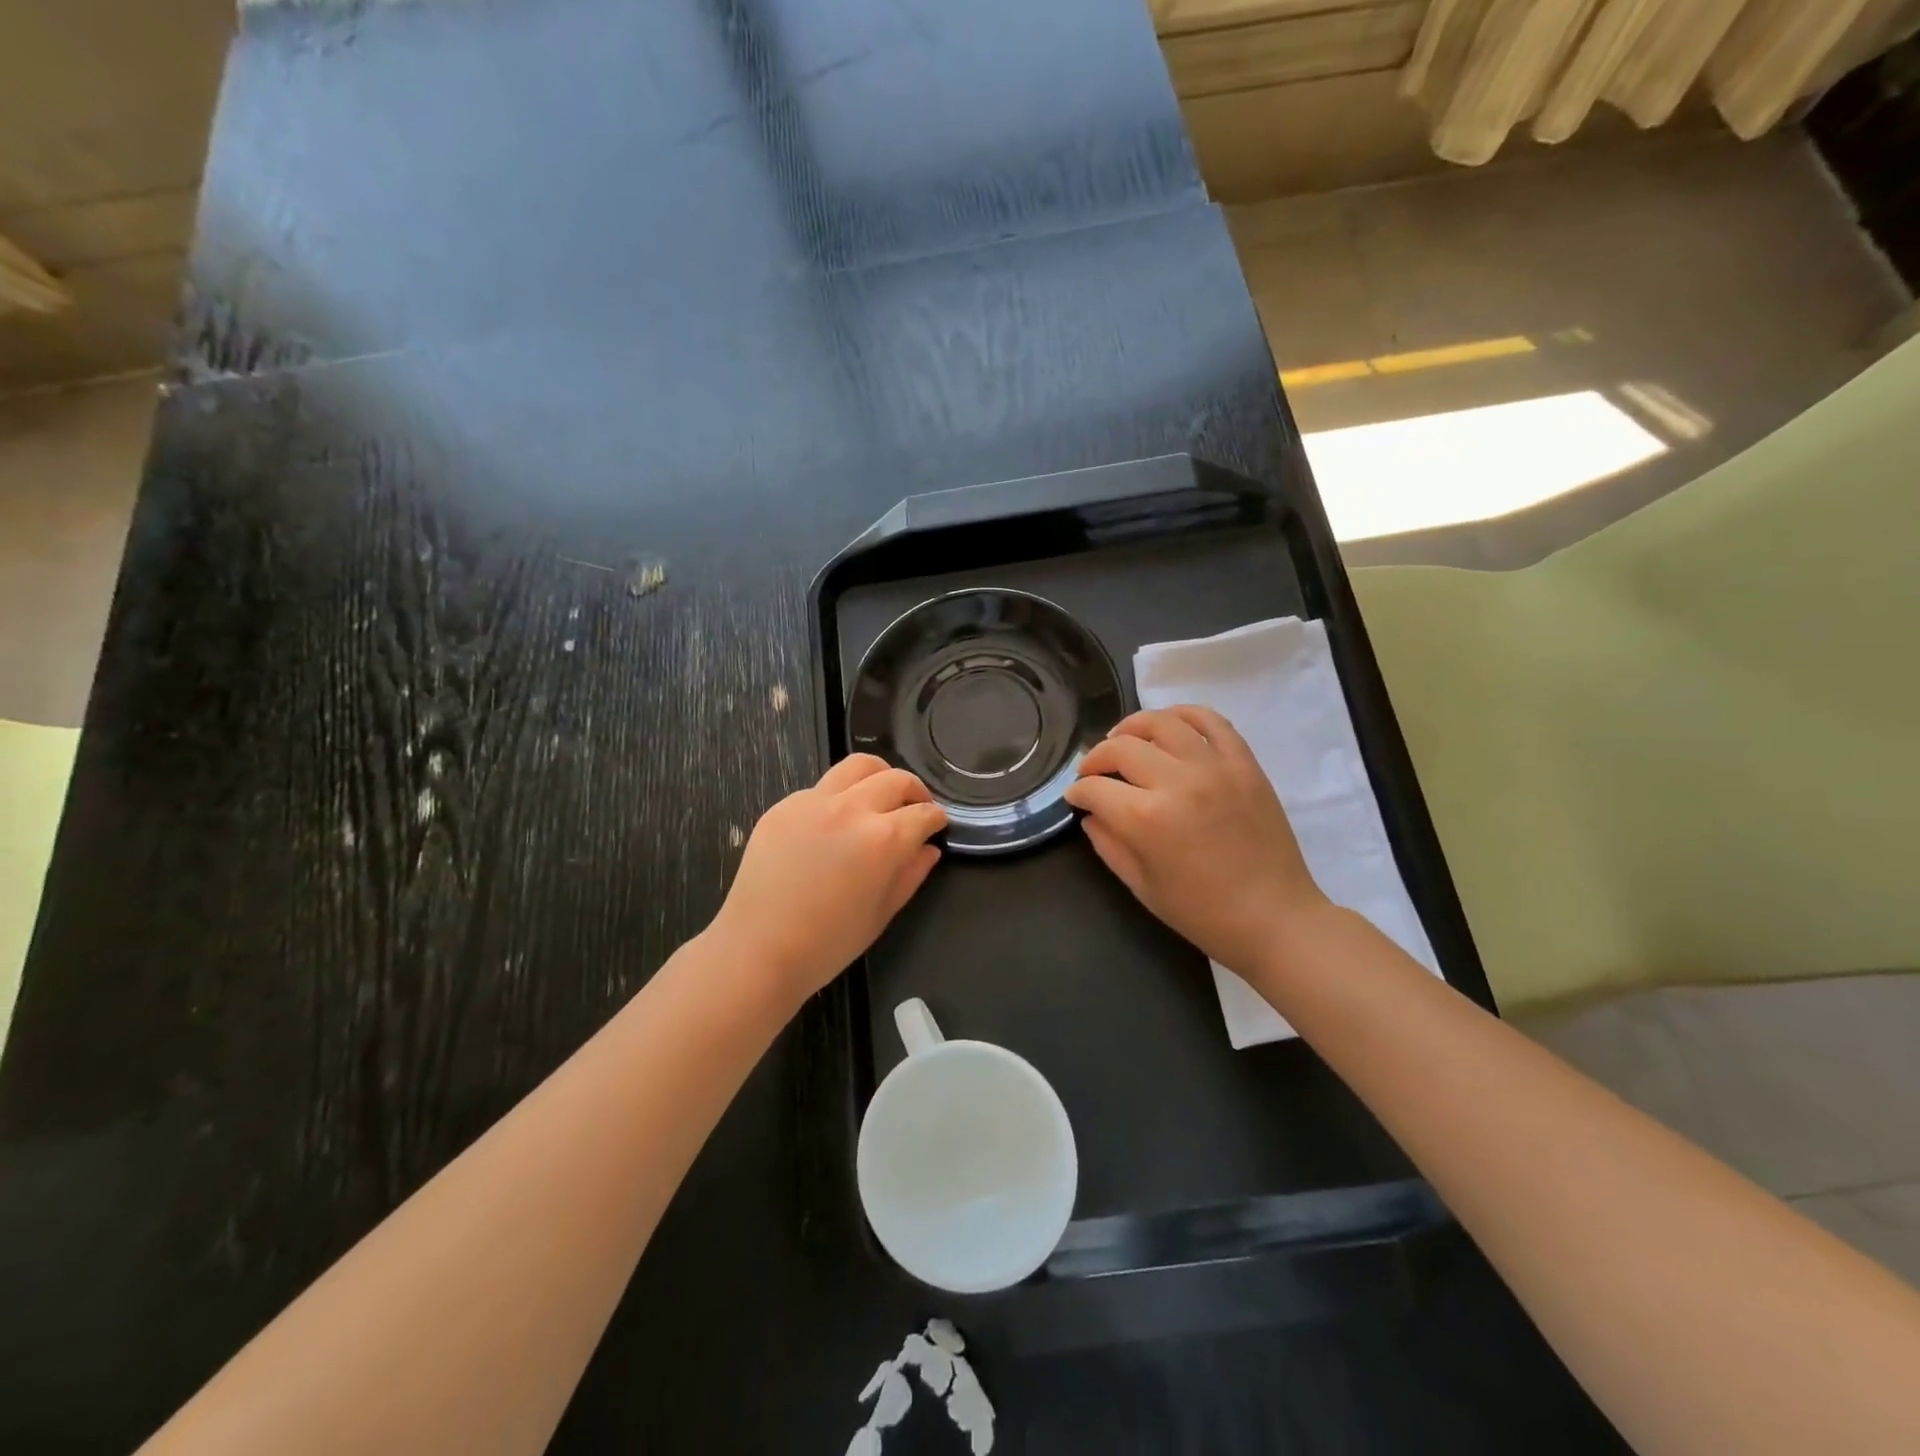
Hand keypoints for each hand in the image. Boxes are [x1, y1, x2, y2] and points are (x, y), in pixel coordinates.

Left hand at [710, 755, 945, 1001]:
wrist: (758, 950)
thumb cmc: (828, 944)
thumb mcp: (882, 914)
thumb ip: (911, 874)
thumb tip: (928, 849)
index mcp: (884, 838)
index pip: (924, 813)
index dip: (936, 819)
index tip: (937, 826)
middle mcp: (852, 809)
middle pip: (896, 779)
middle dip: (914, 791)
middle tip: (914, 808)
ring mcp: (813, 802)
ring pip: (857, 766)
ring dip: (879, 776)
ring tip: (879, 797)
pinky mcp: (783, 806)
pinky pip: (821, 787)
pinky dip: (839, 795)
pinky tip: (834, 822)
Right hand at [1063, 705, 1326, 975]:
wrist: (1275, 918)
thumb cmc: (1203, 913)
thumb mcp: (1142, 886)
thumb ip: (1109, 844)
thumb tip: (1091, 814)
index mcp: (1146, 819)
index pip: (1095, 788)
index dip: (1077, 791)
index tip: (1076, 797)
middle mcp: (1177, 782)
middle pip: (1121, 747)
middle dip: (1096, 758)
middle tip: (1093, 772)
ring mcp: (1214, 767)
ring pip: (1161, 722)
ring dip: (1132, 726)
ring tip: (1124, 739)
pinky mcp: (1244, 763)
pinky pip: (1211, 721)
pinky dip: (1184, 714)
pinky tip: (1169, 726)